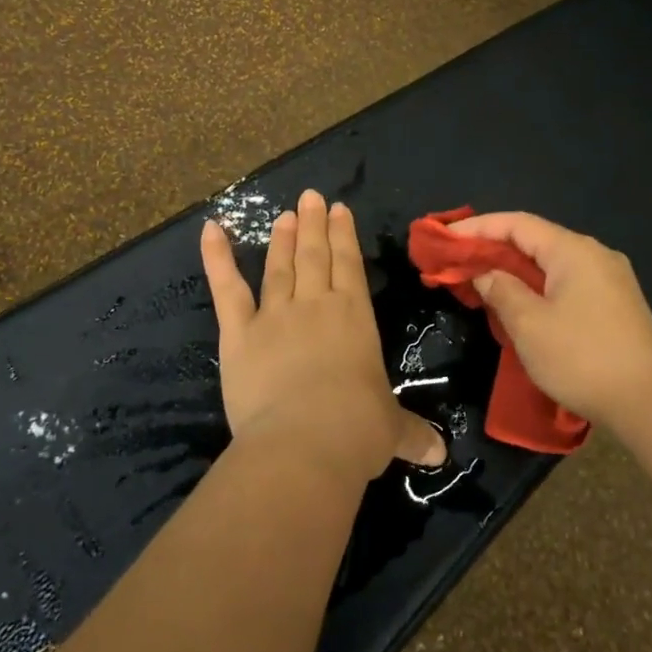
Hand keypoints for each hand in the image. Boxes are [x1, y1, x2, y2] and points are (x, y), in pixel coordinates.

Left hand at [201, 189, 446, 482]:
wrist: (306, 443)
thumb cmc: (357, 431)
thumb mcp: (391, 431)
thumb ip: (412, 434)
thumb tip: (440, 454)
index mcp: (354, 317)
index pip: (349, 265)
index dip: (344, 235)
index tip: (339, 209)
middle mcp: (316, 306)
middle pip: (314, 256)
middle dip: (313, 225)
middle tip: (309, 197)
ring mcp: (275, 315)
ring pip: (279, 267)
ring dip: (281, 239)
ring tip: (284, 215)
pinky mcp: (239, 334)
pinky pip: (227, 290)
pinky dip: (217, 258)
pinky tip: (210, 229)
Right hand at [447, 212, 651, 430]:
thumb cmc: (583, 358)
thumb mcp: (529, 325)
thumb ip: (501, 290)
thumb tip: (485, 273)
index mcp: (573, 250)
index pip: (518, 224)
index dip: (479, 227)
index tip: (447, 238)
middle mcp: (595, 254)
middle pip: (536, 239)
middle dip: (496, 248)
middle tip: (460, 261)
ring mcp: (611, 278)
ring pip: (552, 262)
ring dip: (517, 269)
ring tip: (485, 281)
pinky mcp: (617, 304)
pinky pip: (568, 281)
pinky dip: (539, 285)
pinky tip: (524, 303)